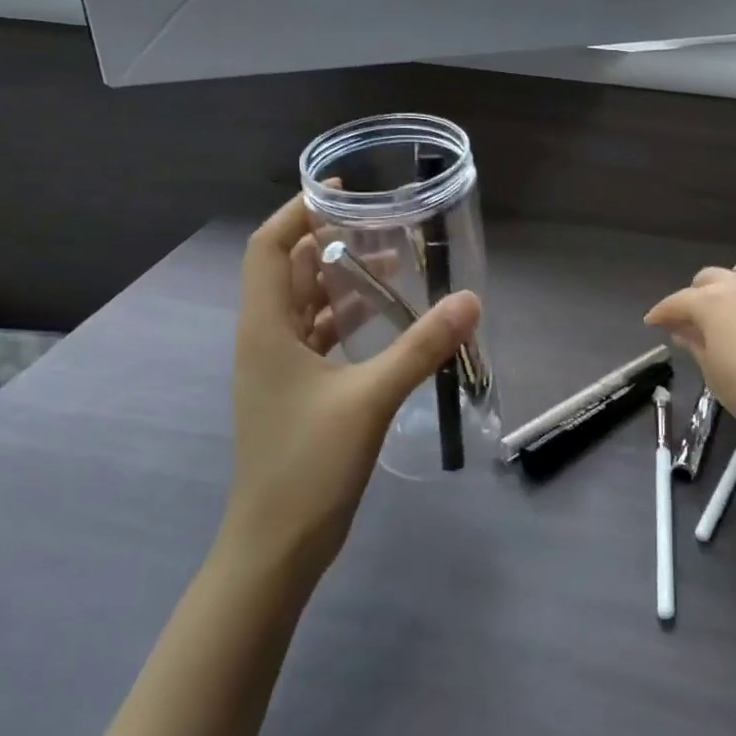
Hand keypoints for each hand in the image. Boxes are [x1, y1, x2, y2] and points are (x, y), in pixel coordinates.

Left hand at [225, 197, 480, 578]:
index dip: (298, 211)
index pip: (270, 248)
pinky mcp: (296, 394)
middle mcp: (265, 340)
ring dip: (342, 281)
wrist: (275, 546)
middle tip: (382, 223)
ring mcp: (279, 370)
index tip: (341, 189)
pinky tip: (384, 321)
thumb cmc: (308, 465)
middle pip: (290, 272)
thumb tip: (470, 300)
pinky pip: (318, 338)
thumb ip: (421, 347)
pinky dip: (346, 319)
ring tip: (391, 264)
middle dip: (331, 241)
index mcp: (265, 329)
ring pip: (306, 306)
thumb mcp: (370, 399)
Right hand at [645, 259, 735, 447]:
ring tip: (728, 307)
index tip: (653, 322)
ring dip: (728, 284)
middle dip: (694, 295)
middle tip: (691, 320)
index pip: (677, 301)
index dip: (662, 313)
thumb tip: (682, 330)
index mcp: (712, 303)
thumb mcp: (713, 372)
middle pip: (708, 278)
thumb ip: (695, 344)